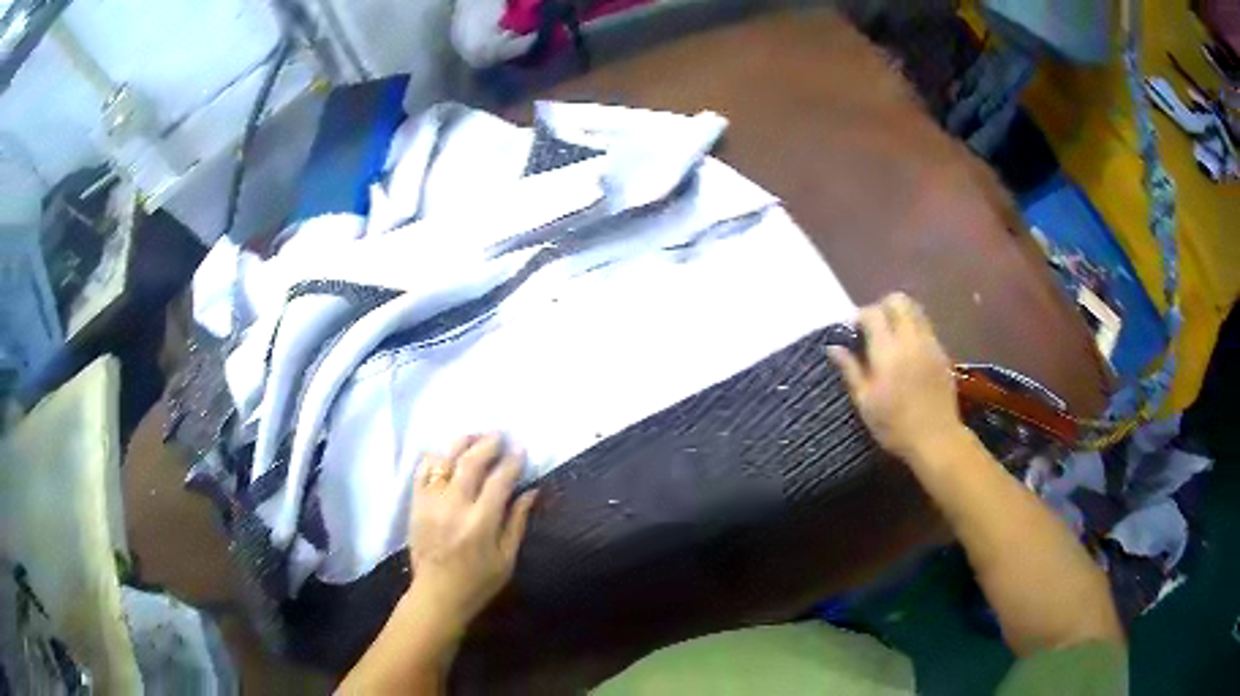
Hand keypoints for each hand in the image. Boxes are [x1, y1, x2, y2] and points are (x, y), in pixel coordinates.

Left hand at [406, 433, 537, 636]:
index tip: (521, 449)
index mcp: (480, 523)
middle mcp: (454, 508)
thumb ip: (517, 522)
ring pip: (444, 461)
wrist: (437, 595)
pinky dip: (435, 458)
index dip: (512, 462)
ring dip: (461, 444)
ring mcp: (431, 503)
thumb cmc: (478, 581)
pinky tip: (447, 454)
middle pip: (470, 462)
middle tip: (500, 436)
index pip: (498, 481)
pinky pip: (423, 472)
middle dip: (487, 444)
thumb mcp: (507, 558)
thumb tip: (531, 491)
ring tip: (475, 437)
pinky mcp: (416, 505)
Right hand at [827, 293, 963, 462]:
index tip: (853, 333)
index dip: (860, 317)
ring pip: (915, 309)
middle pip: (898, 301)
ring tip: (890, 338)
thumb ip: (850, 370)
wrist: (936, 439)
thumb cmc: (895, 426)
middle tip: (873, 330)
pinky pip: (926, 327)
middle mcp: (911, 339)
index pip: (872, 313)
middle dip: (882, 308)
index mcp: (888, 351)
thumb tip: (834, 347)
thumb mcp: (865, 402)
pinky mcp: (942, 352)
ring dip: (900, 315)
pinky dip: (913, 329)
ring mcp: (930, 344)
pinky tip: (907, 354)